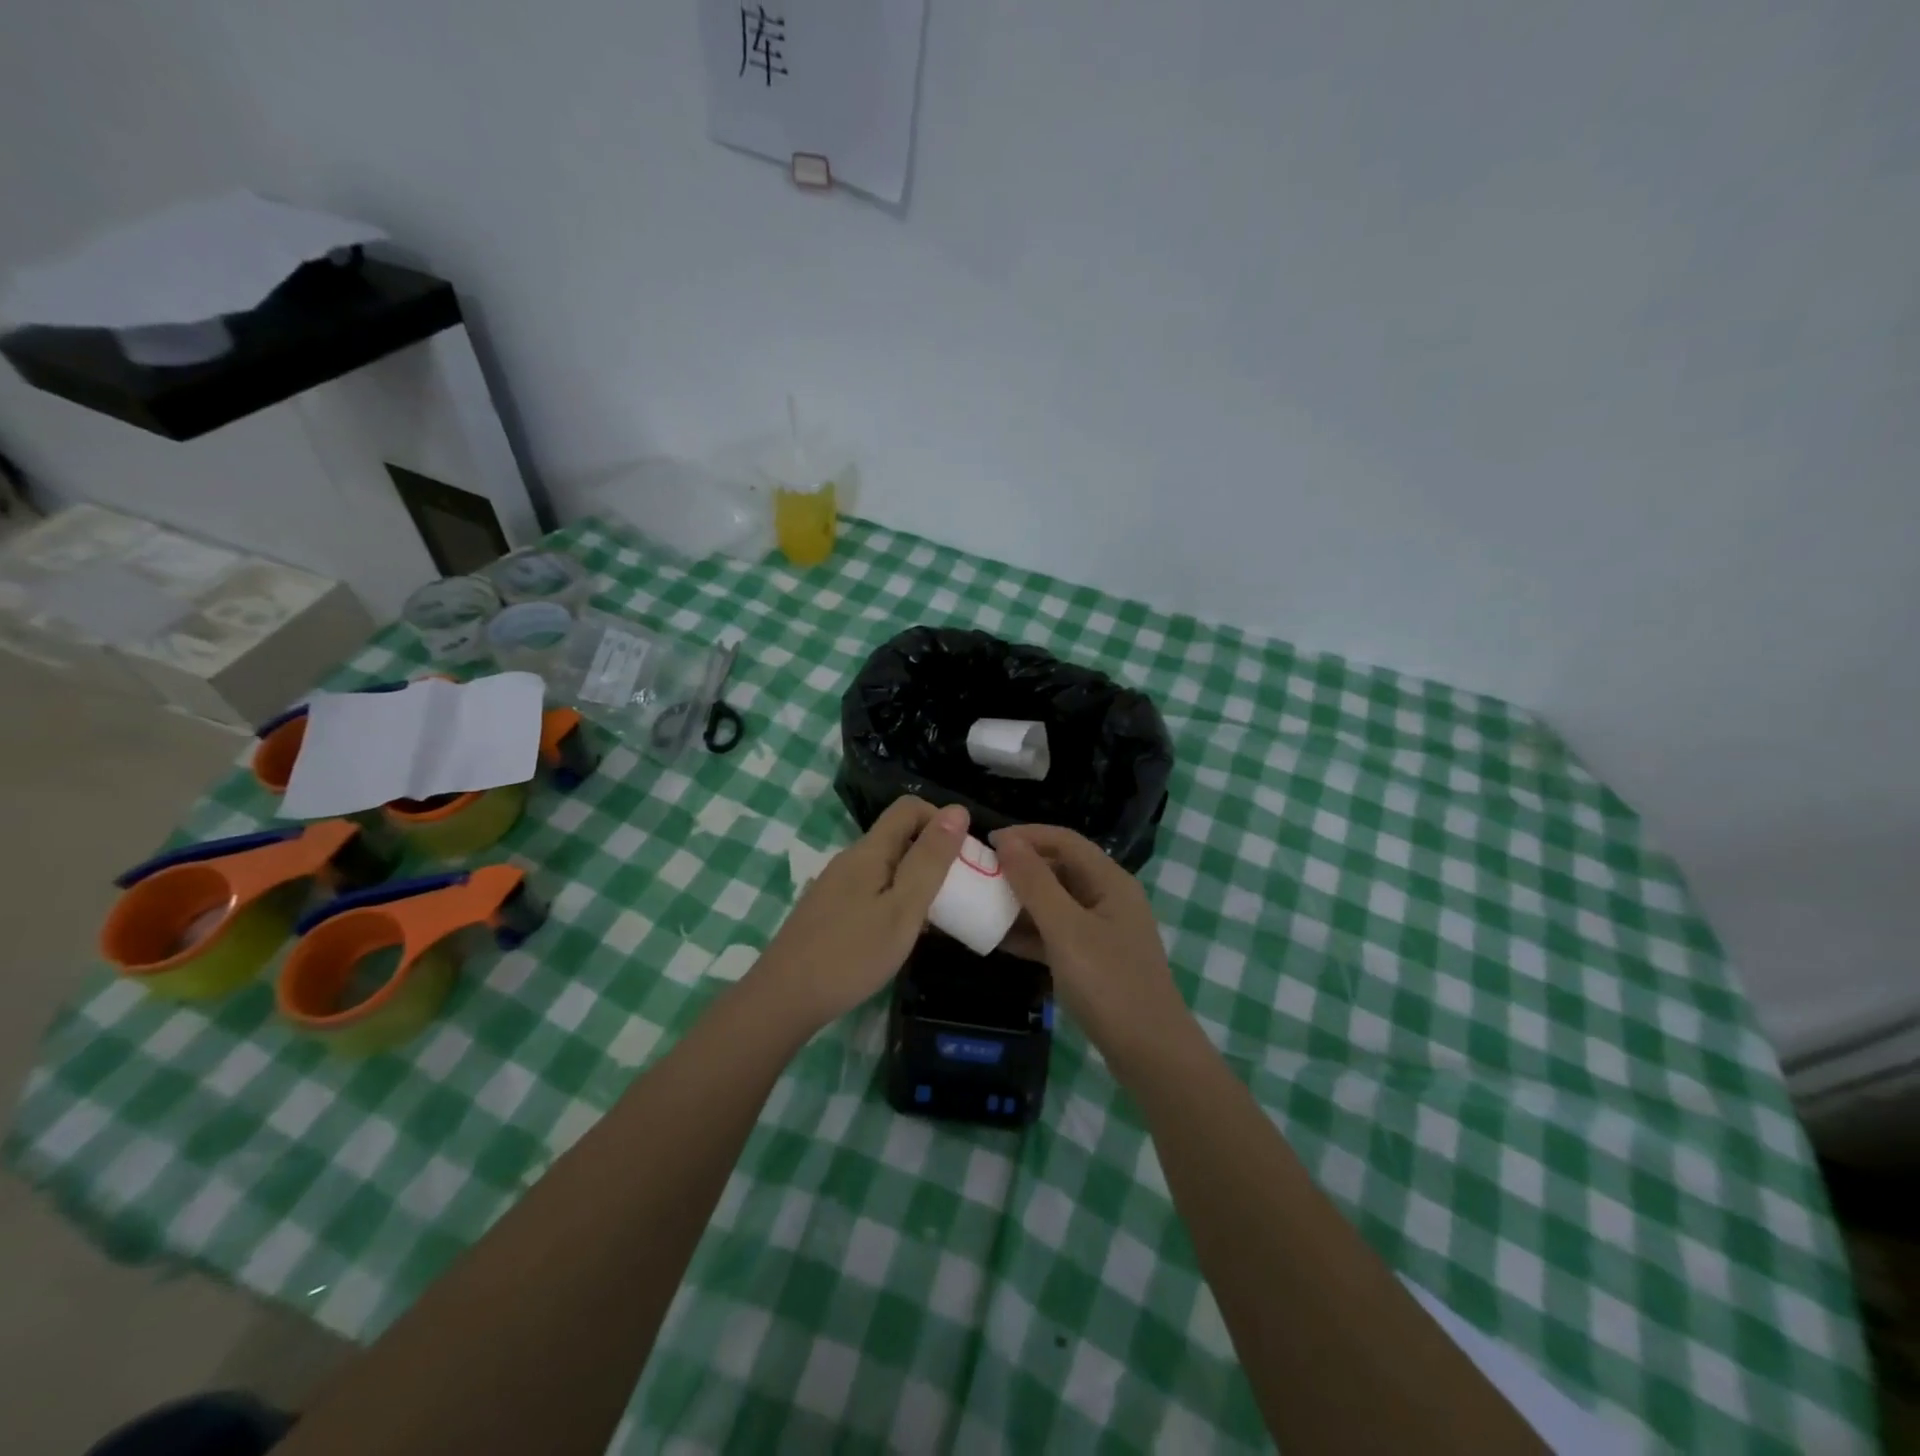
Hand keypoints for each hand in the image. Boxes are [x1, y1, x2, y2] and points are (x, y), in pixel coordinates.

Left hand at [753, 797, 967, 1030]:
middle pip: (898, 836)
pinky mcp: (829, 910)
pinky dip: (894, 900)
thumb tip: (957, 809)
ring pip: (886, 866)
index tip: (961, 858)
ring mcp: (836, 885)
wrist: (784, 999)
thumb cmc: (852, 954)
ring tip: (933, 918)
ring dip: (915, 880)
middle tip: (955, 894)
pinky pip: (872, 889)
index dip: (941, 821)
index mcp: (869, 850)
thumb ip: (930, 859)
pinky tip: (899, 935)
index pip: (909, 807)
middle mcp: (850, 859)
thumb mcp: (904, 907)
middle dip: (932, 854)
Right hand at [990, 824, 1190, 1068]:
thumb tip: (1007, 841)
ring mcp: (1102, 930)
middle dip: (1020, 867)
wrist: (1150, 1053)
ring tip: (981, 902)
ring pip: (1055, 902)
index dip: (1026, 835)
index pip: (1065, 840)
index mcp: (1110, 881)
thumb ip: (1035, 883)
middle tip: (979, 873)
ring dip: (1021, 900)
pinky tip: (997, 938)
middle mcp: (1108, 898)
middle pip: (1060, 868)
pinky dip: (1029, 932)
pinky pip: (1056, 933)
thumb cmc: (1109, 983)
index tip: (986, 842)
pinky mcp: (1093, 959)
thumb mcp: (1066, 929)